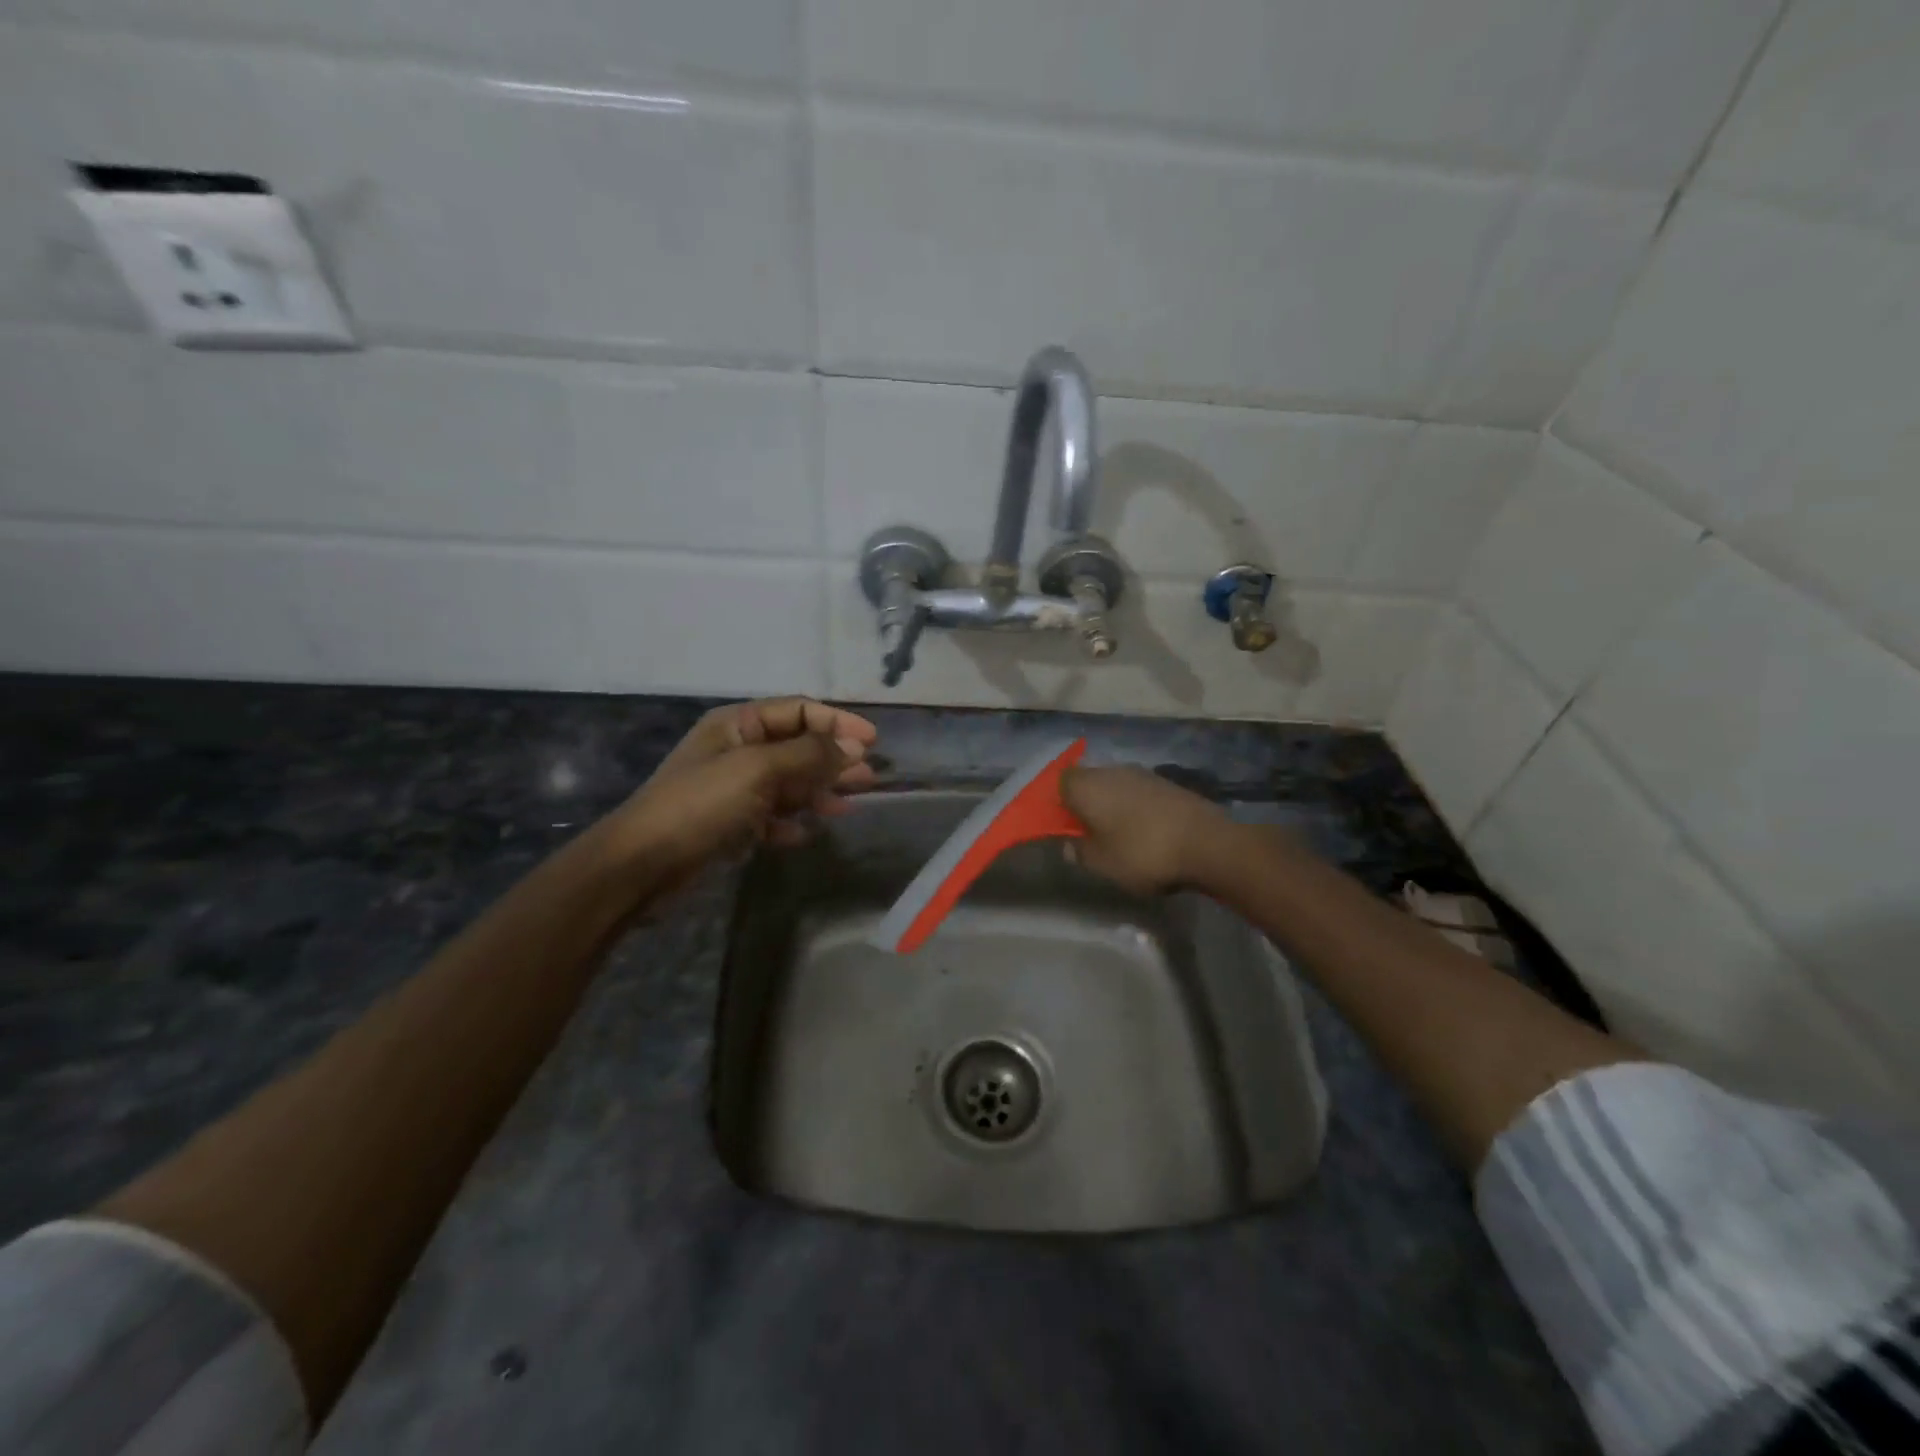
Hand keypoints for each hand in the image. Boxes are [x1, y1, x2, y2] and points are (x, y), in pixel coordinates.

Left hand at [598, 698, 878, 882]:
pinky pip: (770, 816)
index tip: (872, 743)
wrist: (641, 864)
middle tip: (869, 778)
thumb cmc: (701, 805)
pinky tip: (808, 833)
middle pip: (797, 747)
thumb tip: (854, 748)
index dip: (837, 723)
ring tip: (848, 806)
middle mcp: (736, 750)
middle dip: (833, 760)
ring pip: (787, 783)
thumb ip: (809, 755)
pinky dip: (791, 822)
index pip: (798, 711)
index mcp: (738, 724)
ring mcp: (731, 788)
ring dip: (818, 791)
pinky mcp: (728, 823)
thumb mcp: (759, 770)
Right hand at [1059, 765, 1230, 895]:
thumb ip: (1079, 853)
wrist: (1207, 844)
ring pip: (1115, 786)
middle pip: (1089, 780)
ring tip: (1118, 834)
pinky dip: (1136, 808)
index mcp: (1087, 786)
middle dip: (1086, 802)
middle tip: (1088, 831)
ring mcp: (1143, 774)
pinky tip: (1145, 831)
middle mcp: (1112, 771)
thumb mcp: (1101, 864)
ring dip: (1113, 805)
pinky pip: (1139, 793)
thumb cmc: (1142, 853)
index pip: (1060, 781)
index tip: (1063, 824)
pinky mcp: (1168, 784)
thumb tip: (1068, 845)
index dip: (1058, 801)